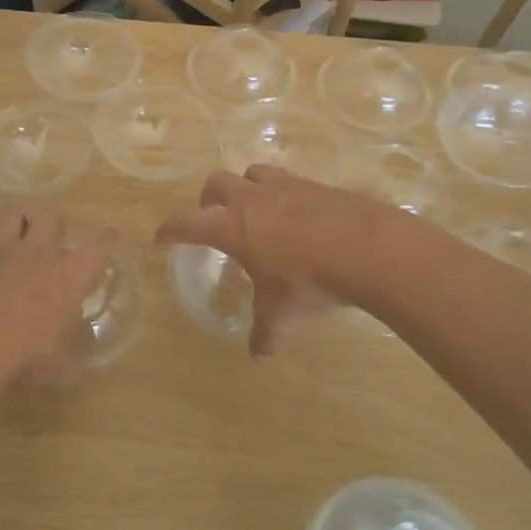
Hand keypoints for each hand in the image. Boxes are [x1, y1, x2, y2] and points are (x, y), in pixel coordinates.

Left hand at [0, 207, 120, 395]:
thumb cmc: (25, 359)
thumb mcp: (61, 369)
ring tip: (19, 238)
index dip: (109, 238)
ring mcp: (1, 253)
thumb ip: (74, 362)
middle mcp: (38, 254)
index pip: (99, 246)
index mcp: (68, 276)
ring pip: (12, 214)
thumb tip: (81, 368)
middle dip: (56, 226)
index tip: (114, 237)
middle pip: (52, 217)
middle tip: (53, 244)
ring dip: (18, 223)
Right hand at [155, 166, 385, 358]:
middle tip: (213, 218)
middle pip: (215, 183)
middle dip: (207, 200)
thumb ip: (266, 333)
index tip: (161, 239)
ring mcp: (286, 186)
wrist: (368, 248)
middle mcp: (252, 199)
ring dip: (245, 187)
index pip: (186, 223)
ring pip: (252, 173)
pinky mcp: (316, 184)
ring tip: (255, 209)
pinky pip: (290, 180)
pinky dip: (284, 194)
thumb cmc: (310, 281)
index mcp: (232, 227)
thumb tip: (259, 355)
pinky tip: (298, 215)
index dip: (170, 230)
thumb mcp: (282, 314)